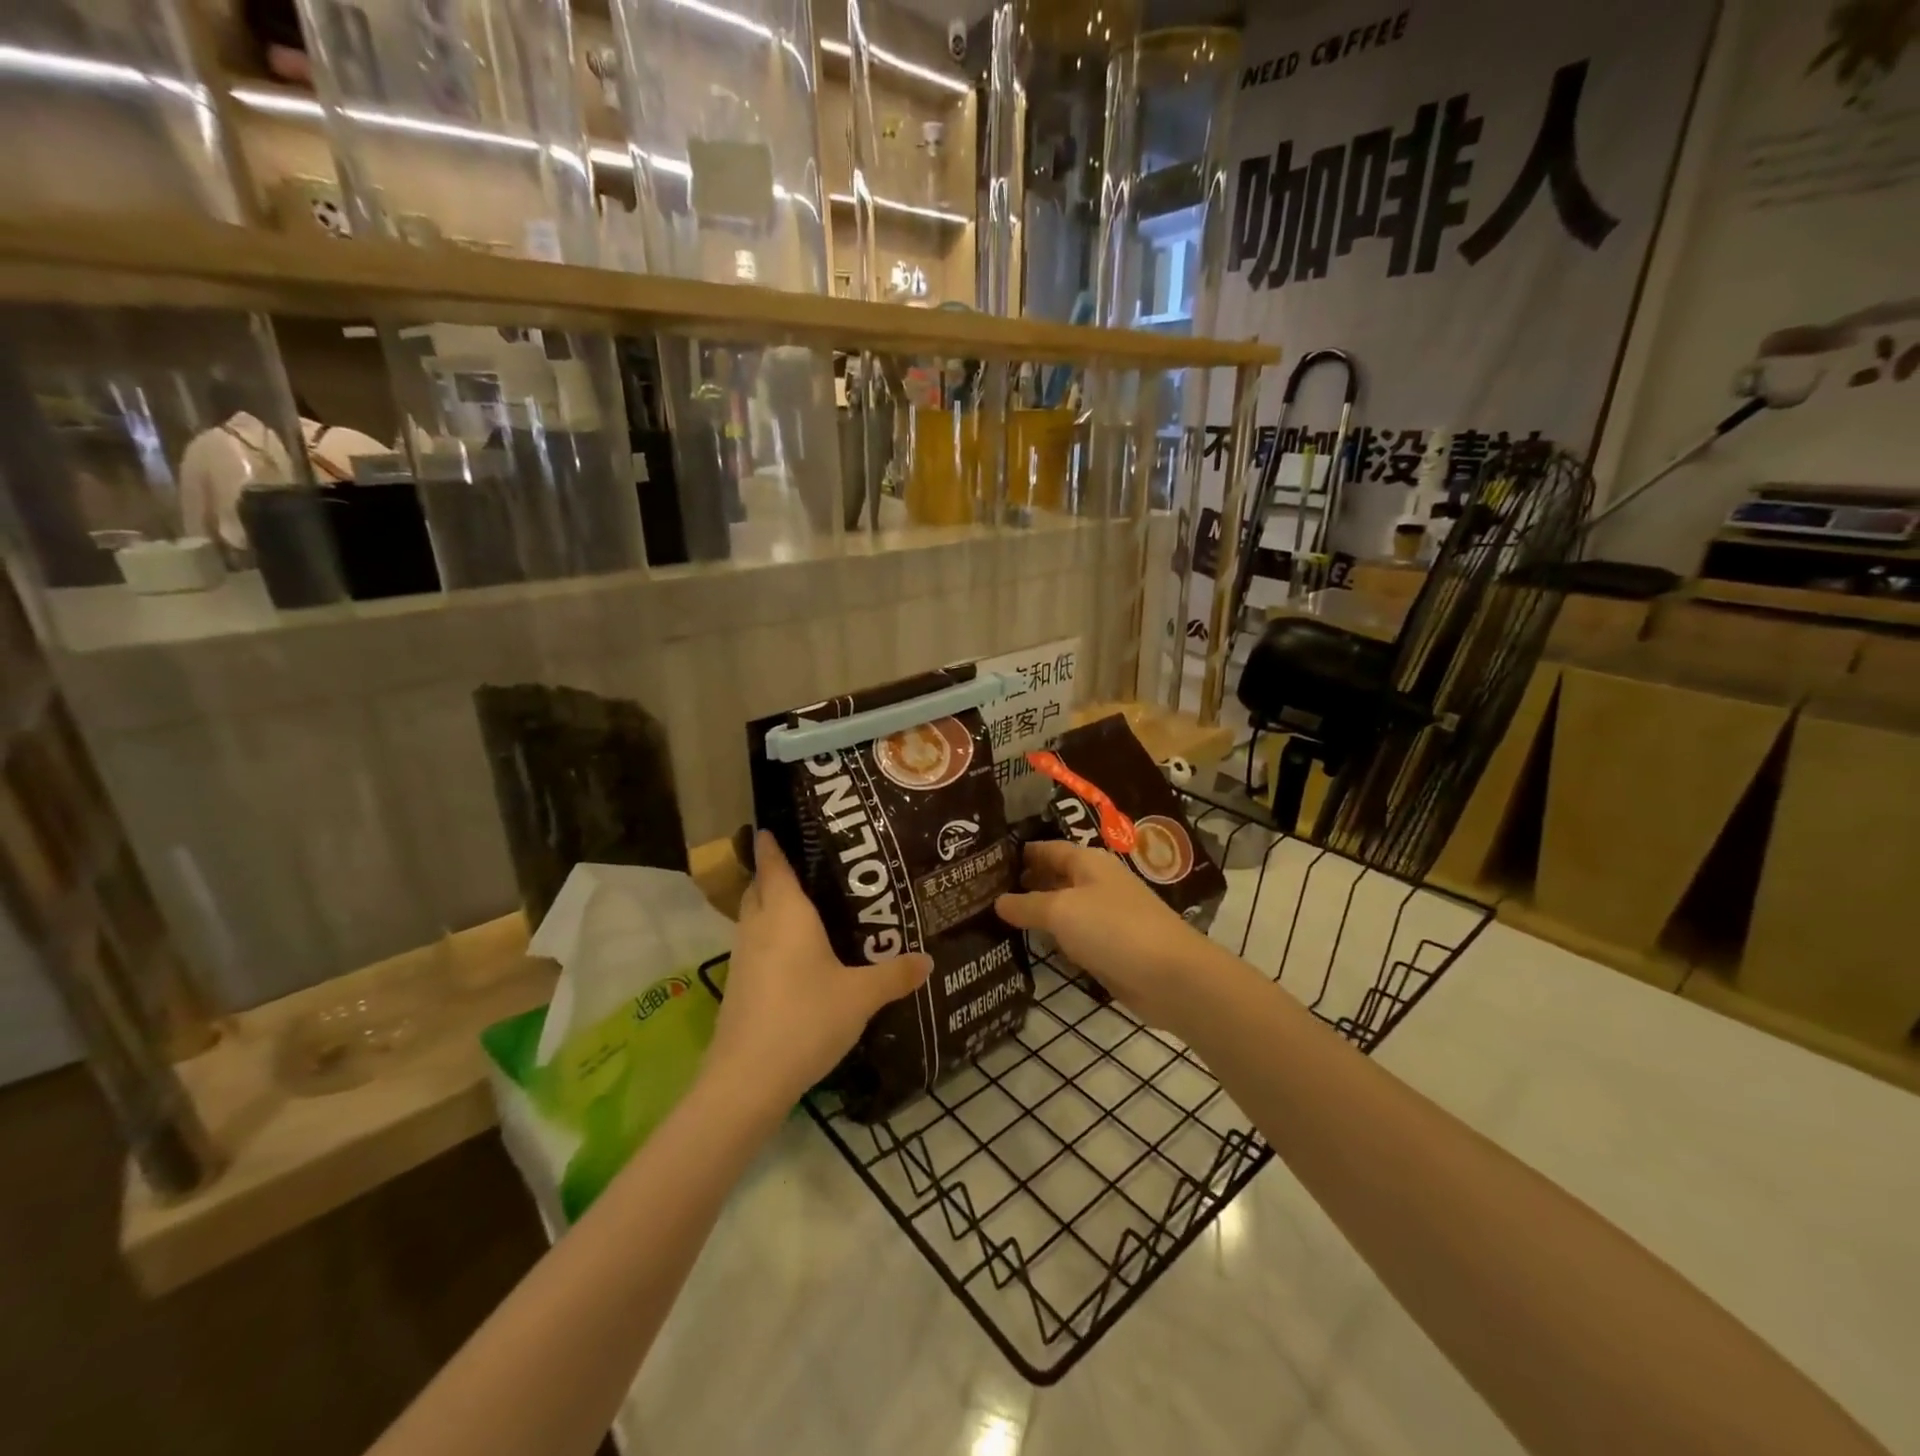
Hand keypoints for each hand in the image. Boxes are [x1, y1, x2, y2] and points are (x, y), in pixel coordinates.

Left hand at [706, 831, 931, 1107]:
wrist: (748, 1080)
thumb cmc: (806, 1019)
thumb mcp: (861, 996)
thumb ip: (894, 975)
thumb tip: (928, 960)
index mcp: (786, 914)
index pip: (773, 865)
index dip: (771, 844)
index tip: (771, 825)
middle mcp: (759, 927)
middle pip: (758, 888)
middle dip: (773, 873)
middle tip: (807, 865)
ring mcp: (744, 958)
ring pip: (753, 918)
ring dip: (770, 906)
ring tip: (807, 906)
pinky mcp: (739, 986)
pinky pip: (755, 945)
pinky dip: (771, 937)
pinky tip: (797, 954)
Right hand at [995, 840, 1223, 1036]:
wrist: (1170, 976)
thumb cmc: (1114, 928)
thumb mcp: (1062, 911)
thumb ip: (1027, 905)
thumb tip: (997, 901)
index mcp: (1088, 861)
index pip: (1046, 848)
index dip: (1018, 853)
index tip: (984, 861)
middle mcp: (1096, 883)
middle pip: (1054, 876)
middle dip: (1023, 882)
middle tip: (981, 891)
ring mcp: (1104, 916)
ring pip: (1062, 908)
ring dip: (1036, 912)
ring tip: (993, 917)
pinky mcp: (1109, 948)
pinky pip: (1073, 936)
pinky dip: (1053, 938)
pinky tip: (1029, 945)